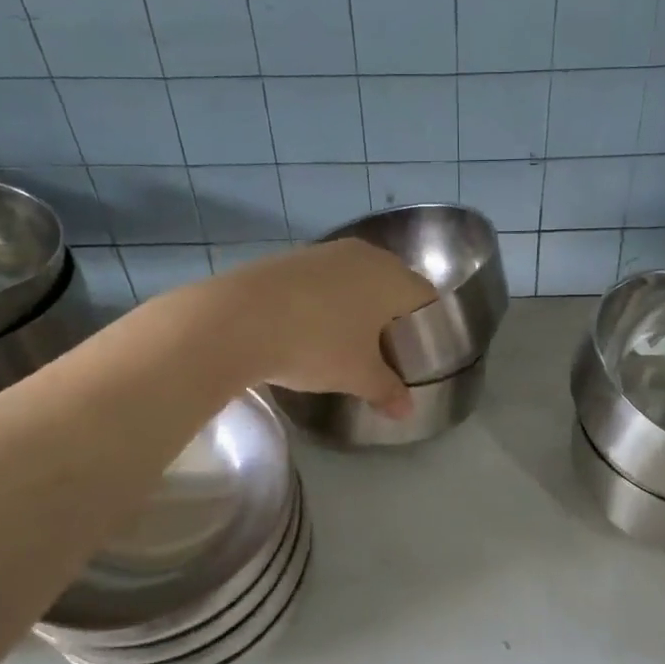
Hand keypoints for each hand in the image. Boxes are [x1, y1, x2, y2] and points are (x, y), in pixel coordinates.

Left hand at [217, 239, 436, 414]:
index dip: (428, 325)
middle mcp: (364, 255)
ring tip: (347, 340)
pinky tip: (311, 327)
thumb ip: (387, 390)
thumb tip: (406, 411)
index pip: (426, 297)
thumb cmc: (315, 344)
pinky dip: (325, 300)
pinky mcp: (290, 258)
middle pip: (392, 284)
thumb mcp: (357, 375)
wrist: (236, 320)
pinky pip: (323, 280)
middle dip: (392, 315)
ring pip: (356, 279)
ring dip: (357, 305)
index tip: (418, 352)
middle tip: (386, 349)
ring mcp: (325, 252)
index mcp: (392, 277)